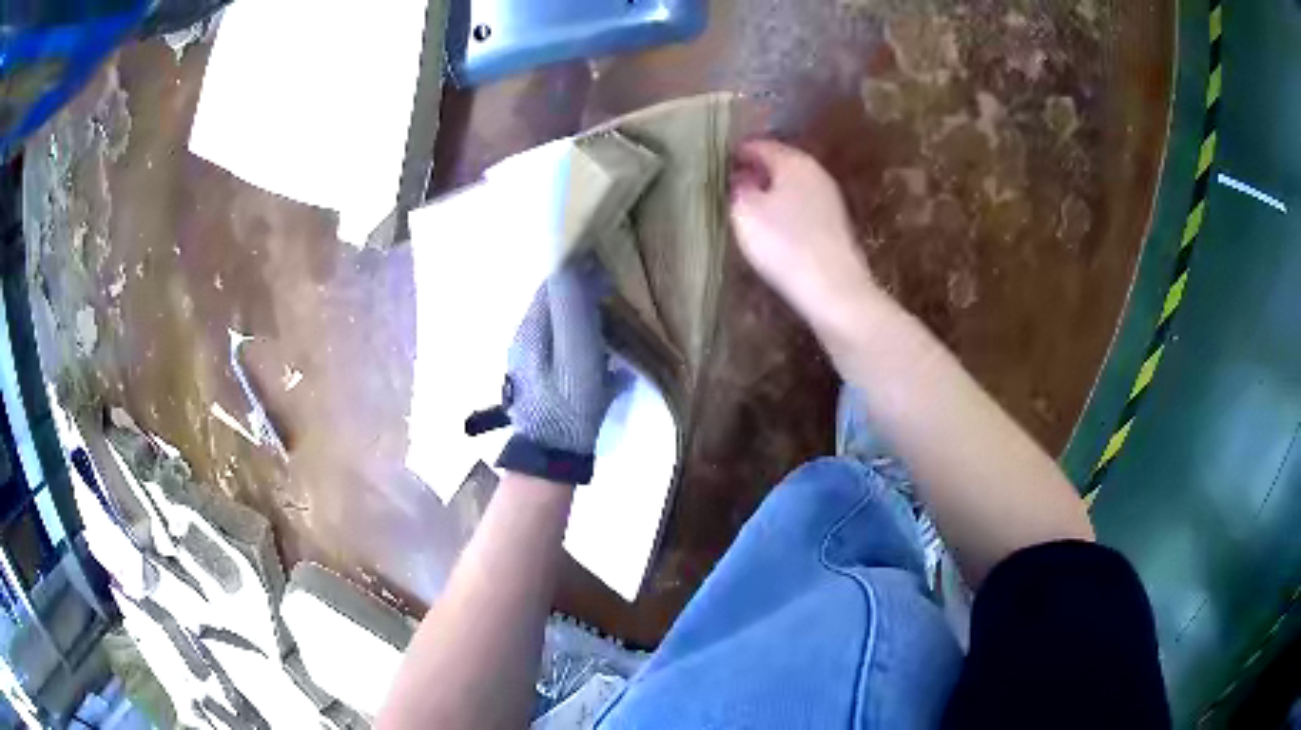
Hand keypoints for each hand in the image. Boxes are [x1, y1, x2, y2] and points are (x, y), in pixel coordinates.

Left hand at [505, 263, 612, 459]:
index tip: (607, 272)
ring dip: (583, 321)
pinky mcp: (540, 379)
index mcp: (531, 328)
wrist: (554, 453)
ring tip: (613, 327)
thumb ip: (573, 307)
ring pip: (559, 327)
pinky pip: (562, 348)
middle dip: (583, 296)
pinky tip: (602, 359)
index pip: (552, 283)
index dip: (578, 271)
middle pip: (555, 305)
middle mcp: (525, 339)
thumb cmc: (568, 400)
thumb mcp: (576, 349)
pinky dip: (582, 344)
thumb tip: (573, 264)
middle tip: (615, 300)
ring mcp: (530, 361)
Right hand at [729, 140, 878, 337]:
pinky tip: (776, 224)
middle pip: (782, 163)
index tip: (722, 162)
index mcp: (794, 161)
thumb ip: (739, 188)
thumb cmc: (784, 244)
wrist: (834, 289)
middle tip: (734, 181)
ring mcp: (831, 199)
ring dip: (774, 190)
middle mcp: (816, 173)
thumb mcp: (745, 212)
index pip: (761, 145)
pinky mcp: (837, 226)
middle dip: (759, 169)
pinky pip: (805, 206)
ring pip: (795, 185)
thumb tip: (742, 177)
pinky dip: (788, 208)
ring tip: (751, 203)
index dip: (739, 152)